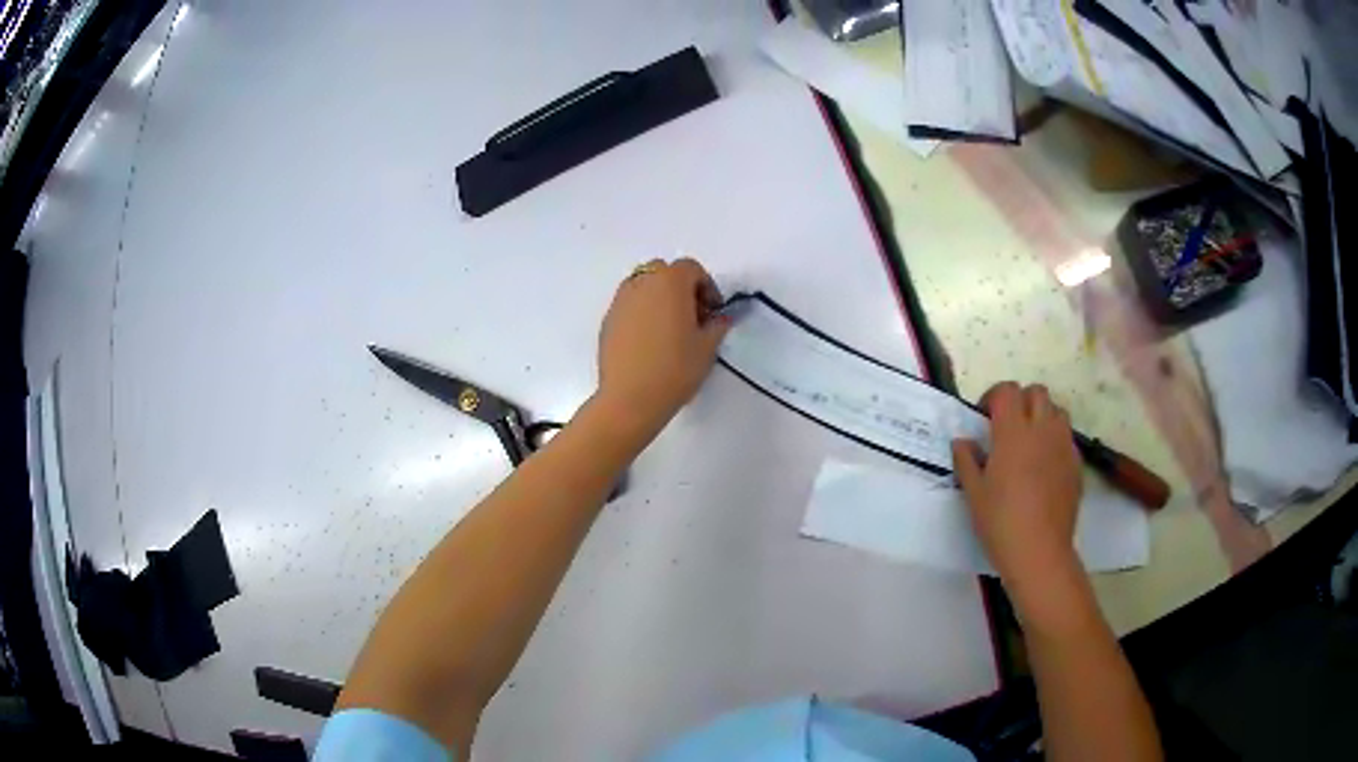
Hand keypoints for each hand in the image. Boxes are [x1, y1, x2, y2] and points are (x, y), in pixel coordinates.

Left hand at [594, 258, 730, 438]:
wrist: (629, 398)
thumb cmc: (674, 369)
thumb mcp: (707, 348)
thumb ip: (717, 325)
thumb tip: (720, 318)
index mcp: (670, 282)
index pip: (691, 268)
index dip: (707, 287)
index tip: (713, 312)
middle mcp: (642, 283)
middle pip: (664, 271)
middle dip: (680, 287)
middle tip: (692, 316)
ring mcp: (621, 300)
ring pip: (643, 285)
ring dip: (659, 298)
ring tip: (669, 329)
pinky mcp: (608, 320)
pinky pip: (629, 305)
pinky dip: (642, 312)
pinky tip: (649, 342)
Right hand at [952, 382, 1083, 593]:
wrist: (1040, 552)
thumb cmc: (1001, 522)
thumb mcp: (974, 493)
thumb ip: (966, 461)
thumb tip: (963, 441)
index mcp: (1013, 432)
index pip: (1006, 391)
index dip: (993, 397)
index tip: (984, 418)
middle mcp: (1042, 429)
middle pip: (1036, 392)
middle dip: (1021, 401)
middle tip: (1007, 426)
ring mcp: (1063, 445)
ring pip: (1056, 411)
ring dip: (1042, 416)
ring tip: (1029, 442)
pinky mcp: (1076, 463)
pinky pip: (1066, 437)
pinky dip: (1055, 440)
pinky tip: (1044, 467)